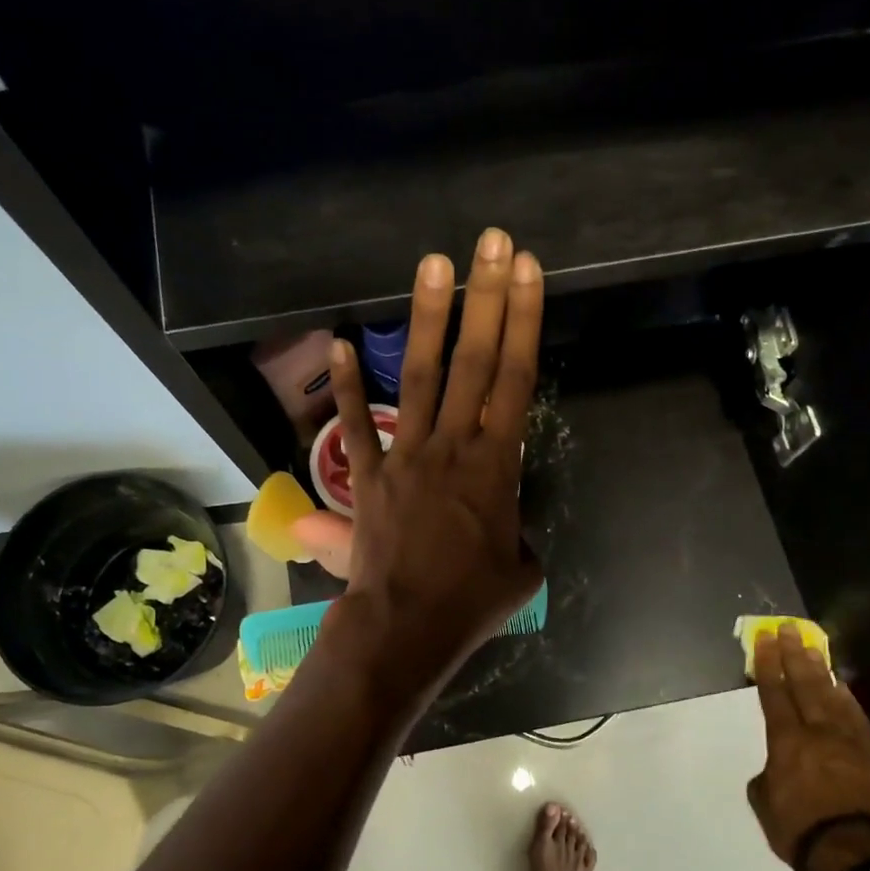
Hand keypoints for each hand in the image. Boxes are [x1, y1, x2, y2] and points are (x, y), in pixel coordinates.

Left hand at [326, 227, 544, 690]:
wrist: (406, 628)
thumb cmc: (472, 603)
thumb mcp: (521, 570)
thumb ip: (518, 535)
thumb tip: (504, 527)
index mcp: (497, 465)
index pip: (517, 379)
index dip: (524, 322)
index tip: (527, 272)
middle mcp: (453, 446)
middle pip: (474, 362)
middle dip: (487, 298)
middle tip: (493, 243)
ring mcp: (407, 456)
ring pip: (419, 376)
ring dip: (428, 318)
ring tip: (435, 263)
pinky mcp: (370, 476)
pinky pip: (358, 425)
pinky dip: (350, 385)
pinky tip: (342, 341)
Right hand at [747, 624, 869, 870]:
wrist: (855, 856)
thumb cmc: (799, 830)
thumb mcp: (764, 804)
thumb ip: (767, 777)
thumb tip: (776, 769)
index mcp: (786, 742)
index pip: (774, 694)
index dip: (767, 665)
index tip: (764, 640)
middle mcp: (818, 732)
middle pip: (804, 684)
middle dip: (794, 654)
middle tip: (789, 629)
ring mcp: (849, 742)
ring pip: (833, 696)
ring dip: (821, 670)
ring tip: (814, 648)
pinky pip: (857, 718)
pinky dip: (848, 698)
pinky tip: (842, 687)